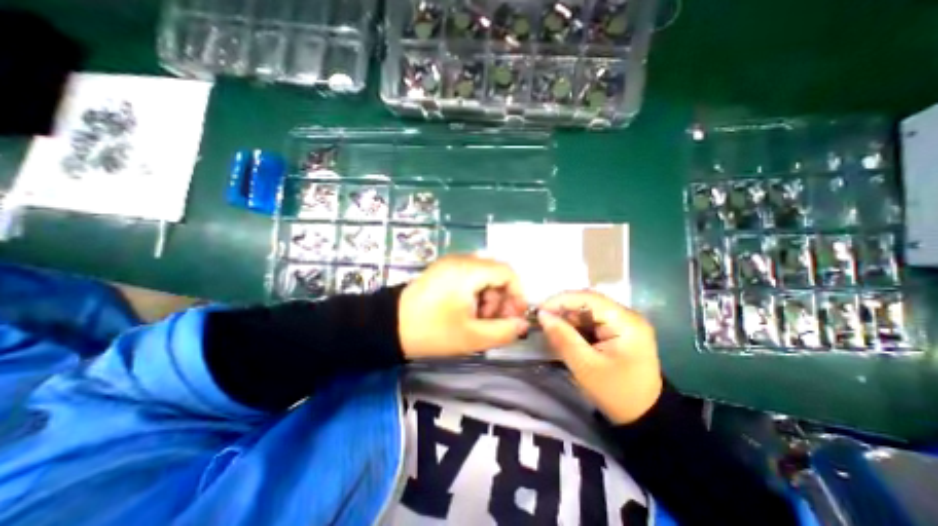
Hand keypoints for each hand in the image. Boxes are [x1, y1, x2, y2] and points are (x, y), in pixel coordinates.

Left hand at [398, 254, 530, 361]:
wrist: (389, 327)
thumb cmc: (431, 331)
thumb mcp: (472, 337)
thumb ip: (503, 331)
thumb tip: (523, 325)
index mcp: (468, 270)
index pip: (507, 272)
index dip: (518, 294)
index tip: (515, 316)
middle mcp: (461, 260)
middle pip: (496, 273)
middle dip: (501, 299)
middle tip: (494, 322)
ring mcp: (450, 263)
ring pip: (484, 275)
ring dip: (489, 297)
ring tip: (478, 319)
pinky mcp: (443, 270)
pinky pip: (470, 276)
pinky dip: (476, 293)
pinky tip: (467, 311)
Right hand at [539, 291, 660, 425]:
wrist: (644, 417)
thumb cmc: (616, 393)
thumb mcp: (585, 367)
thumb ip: (563, 338)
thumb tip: (542, 315)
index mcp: (626, 322)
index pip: (588, 298)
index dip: (561, 300)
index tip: (538, 310)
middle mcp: (626, 315)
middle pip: (587, 302)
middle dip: (562, 310)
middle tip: (541, 320)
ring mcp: (623, 322)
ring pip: (587, 310)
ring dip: (567, 318)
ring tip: (549, 328)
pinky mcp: (617, 330)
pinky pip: (590, 320)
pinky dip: (575, 326)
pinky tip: (564, 334)